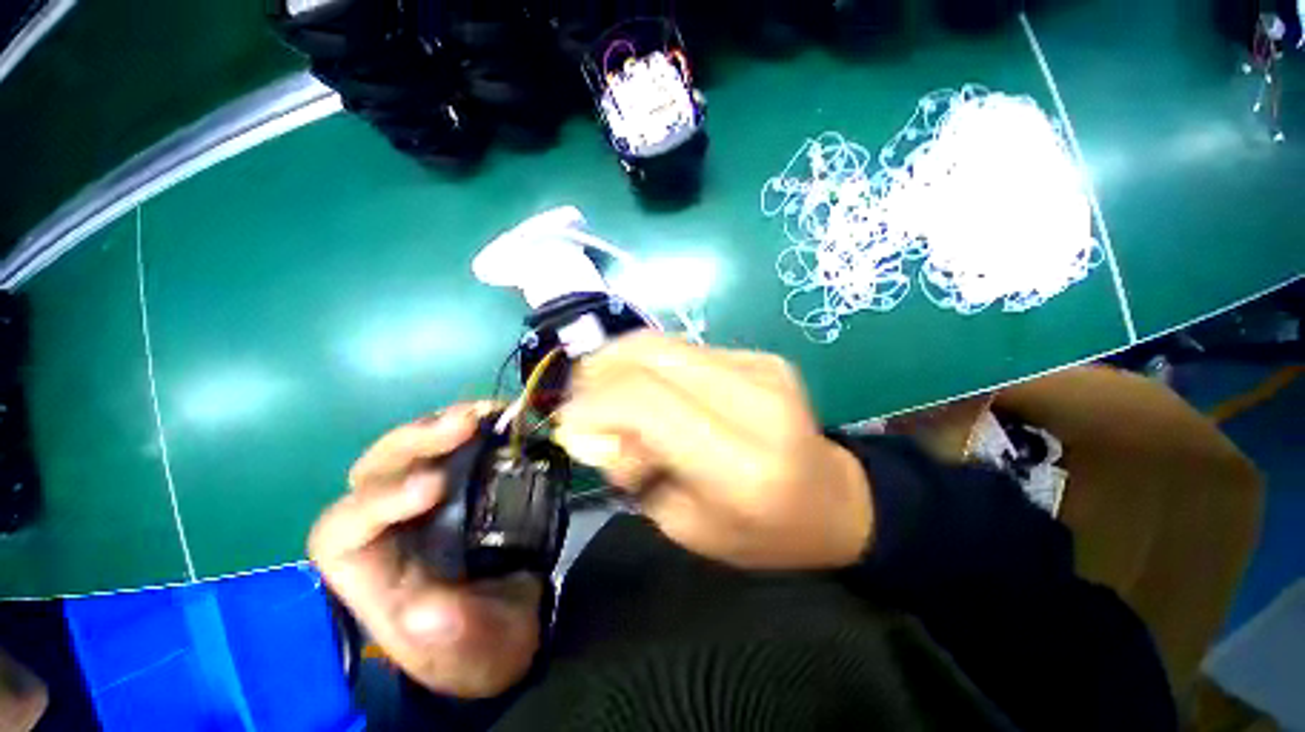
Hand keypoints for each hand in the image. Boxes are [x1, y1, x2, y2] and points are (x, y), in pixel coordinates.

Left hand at [308, 404, 542, 698]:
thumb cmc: (481, 646)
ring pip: (413, 448)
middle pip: (377, 470)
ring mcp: (427, 498)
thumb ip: (452, 637)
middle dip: (416, 442)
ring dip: (447, 424)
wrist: (511, 622)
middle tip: (468, 423)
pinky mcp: (462, 482)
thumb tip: (425, 607)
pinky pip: (456, 445)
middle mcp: (390, 525)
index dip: (380, 502)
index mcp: (373, 573)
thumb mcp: (473, 653)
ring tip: (488, 412)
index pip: (344, 530)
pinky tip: (500, 417)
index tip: (435, 487)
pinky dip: (477, 426)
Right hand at [555, 332, 872, 569]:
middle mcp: (757, 399)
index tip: (565, 422)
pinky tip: (652, 391)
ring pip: (662, 343)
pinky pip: (684, 349)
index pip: (647, 402)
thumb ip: (632, 467)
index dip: (593, 404)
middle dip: (599, 373)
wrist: (831, 500)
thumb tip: (590, 422)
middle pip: (651, 355)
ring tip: (608, 395)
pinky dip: (650, 365)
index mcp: (741, 463)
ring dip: (619, 363)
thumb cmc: (759, 533)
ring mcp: (762, 367)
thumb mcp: (683, 524)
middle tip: (581, 402)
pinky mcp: (761, 355)